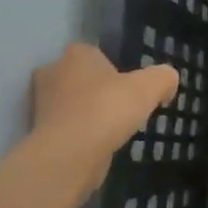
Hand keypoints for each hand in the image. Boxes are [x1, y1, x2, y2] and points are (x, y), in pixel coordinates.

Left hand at [30, 43, 177, 187]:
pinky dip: (80, 134)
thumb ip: (163, 77)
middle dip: (99, 90)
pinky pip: (66, 126)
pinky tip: (98, 145)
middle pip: (81, 77)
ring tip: (113, 129)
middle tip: (123, 108)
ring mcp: (40, 103)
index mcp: (76, 55)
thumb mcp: (150, 87)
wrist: (70, 154)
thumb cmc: (108, 110)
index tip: (132, 88)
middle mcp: (52, 72)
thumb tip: (168, 81)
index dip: (115, 69)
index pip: (96, 53)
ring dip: (89, 113)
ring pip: (72, 103)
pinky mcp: (39, 131)